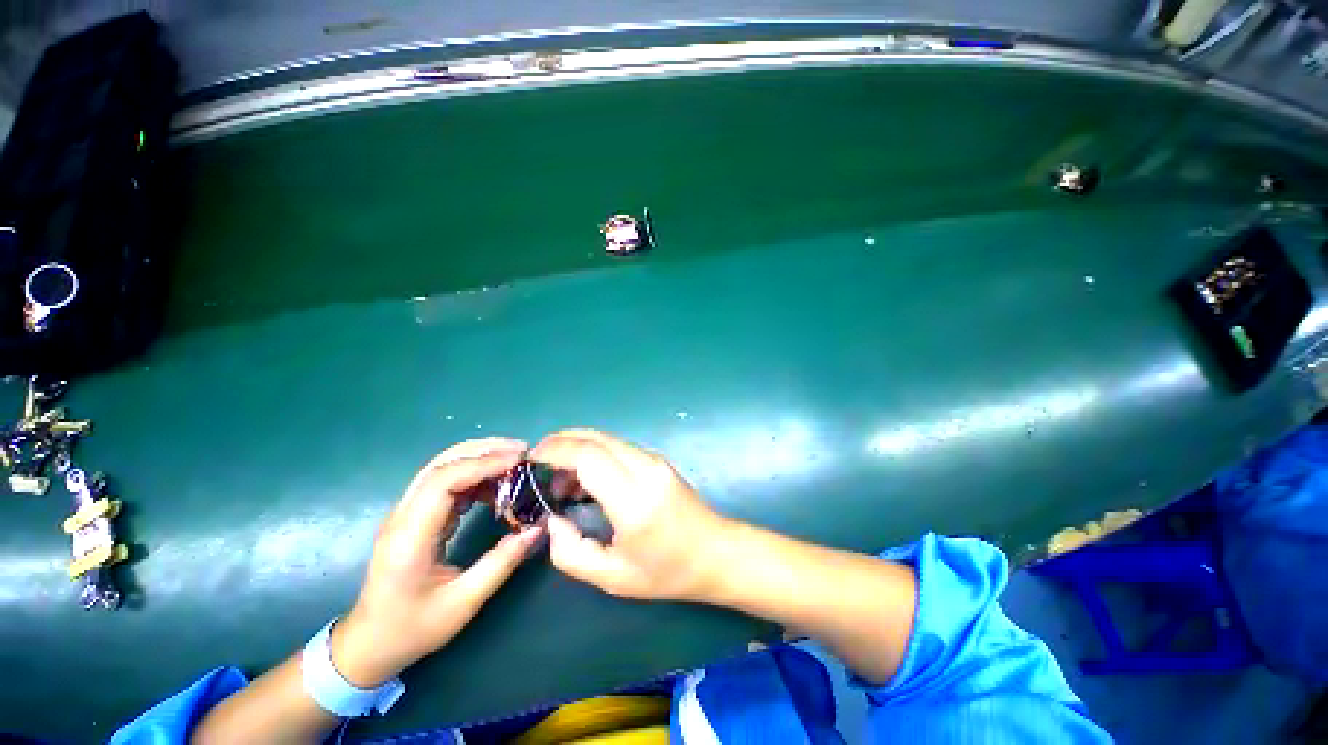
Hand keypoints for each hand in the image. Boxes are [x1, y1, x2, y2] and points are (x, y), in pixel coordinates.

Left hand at [332, 437, 544, 685]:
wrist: (369, 643)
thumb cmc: (412, 628)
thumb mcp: (462, 603)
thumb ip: (501, 563)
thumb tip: (537, 527)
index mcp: (409, 537)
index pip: (444, 481)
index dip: (483, 464)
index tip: (519, 461)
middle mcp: (403, 516)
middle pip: (441, 464)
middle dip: (484, 451)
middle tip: (523, 452)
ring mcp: (407, 513)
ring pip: (443, 468)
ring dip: (480, 459)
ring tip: (516, 464)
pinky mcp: (416, 516)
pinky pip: (446, 483)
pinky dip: (475, 476)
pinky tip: (497, 486)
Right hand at [531, 429, 729, 601]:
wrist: (715, 552)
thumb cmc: (667, 572)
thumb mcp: (613, 577)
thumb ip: (571, 554)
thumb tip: (553, 521)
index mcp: (634, 501)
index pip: (589, 457)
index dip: (556, 451)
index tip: (532, 459)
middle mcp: (645, 470)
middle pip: (596, 438)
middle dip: (562, 441)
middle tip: (538, 462)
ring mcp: (654, 461)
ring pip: (607, 439)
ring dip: (577, 448)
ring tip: (559, 479)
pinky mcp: (657, 460)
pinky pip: (618, 447)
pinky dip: (594, 453)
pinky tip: (584, 478)